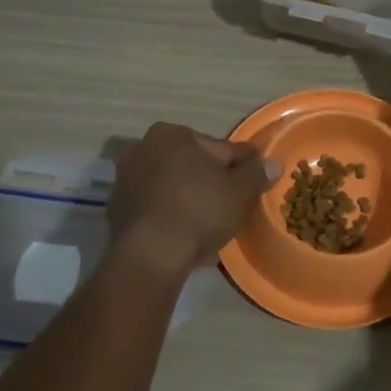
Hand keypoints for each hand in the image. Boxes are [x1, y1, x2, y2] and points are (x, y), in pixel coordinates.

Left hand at [108, 122, 279, 271]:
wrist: (150, 256)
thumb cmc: (198, 210)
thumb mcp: (240, 191)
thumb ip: (256, 173)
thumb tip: (273, 163)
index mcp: (171, 134)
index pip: (219, 148)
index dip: (240, 166)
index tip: (252, 181)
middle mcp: (142, 149)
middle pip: (192, 167)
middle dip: (211, 184)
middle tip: (232, 207)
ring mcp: (126, 181)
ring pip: (173, 189)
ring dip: (191, 202)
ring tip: (212, 227)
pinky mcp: (117, 212)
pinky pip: (157, 211)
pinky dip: (172, 220)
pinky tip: (189, 240)